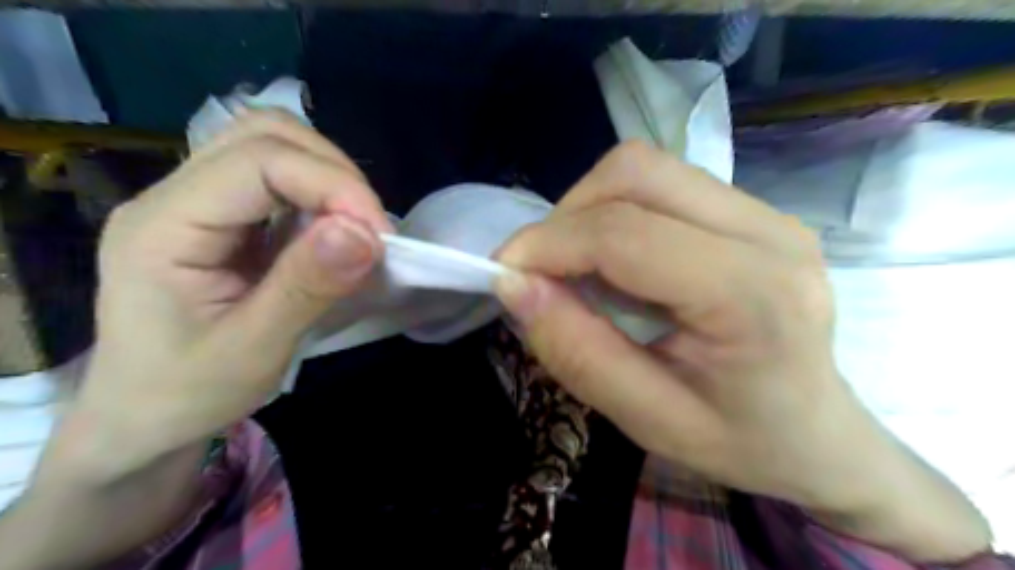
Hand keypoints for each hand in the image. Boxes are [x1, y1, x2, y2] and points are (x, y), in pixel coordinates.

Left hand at [47, 110, 389, 482]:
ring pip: (271, 143)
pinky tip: (332, 230)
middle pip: (264, 134)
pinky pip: (277, 176)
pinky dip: (319, 192)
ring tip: (355, 227)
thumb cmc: (189, 391)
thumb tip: (364, 234)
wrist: (144, 415)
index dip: (332, 185)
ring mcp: (195, 201)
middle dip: (334, 172)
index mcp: (163, 227)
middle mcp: (173, 196)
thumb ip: (307, 287)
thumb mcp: (253, 350)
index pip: (258, 161)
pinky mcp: (222, 215)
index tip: (378, 235)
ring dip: (328, 176)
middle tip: (370, 229)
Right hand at [497, 139, 986, 559]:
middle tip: (543, 271)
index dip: (548, 243)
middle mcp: (769, 232)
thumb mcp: (648, 419)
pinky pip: (664, 185)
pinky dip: (617, 212)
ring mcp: (767, 213)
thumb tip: (514, 285)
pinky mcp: (753, 212)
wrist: (821, 436)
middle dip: (567, 215)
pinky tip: (619, 263)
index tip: (504, 273)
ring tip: (579, 268)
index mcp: (752, 296)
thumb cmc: (741, 442)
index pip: (625, 234)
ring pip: (647, 169)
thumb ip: (577, 352)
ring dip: (590, 210)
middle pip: (636, 174)